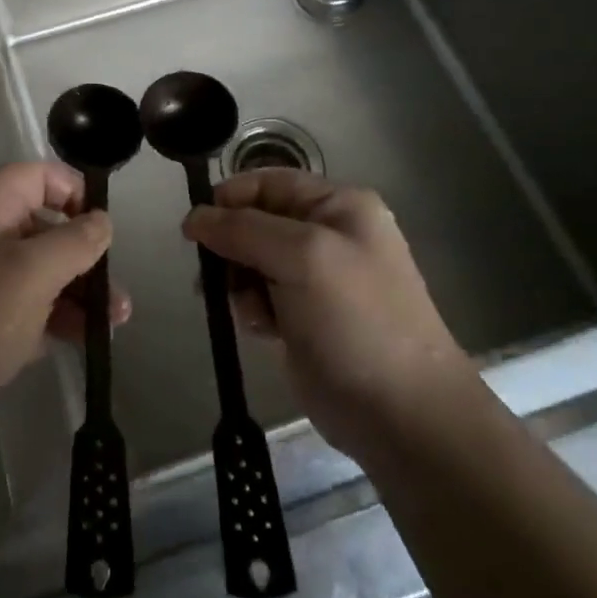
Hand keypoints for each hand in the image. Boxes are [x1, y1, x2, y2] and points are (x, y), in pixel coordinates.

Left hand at [0, 162, 129, 455]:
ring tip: (114, 323)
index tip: (104, 229)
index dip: (75, 194)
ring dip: (77, 290)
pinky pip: (23, 302)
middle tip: (116, 292)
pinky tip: (83, 338)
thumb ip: (75, 241)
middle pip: (43, 226)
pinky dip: (54, 314)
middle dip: (85, 256)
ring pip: (37, 269)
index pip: (38, 176)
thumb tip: (102, 220)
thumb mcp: (34, 273)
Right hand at [185, 169, 469, 460]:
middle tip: (212, 273)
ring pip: (253, 261)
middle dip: (232, 245)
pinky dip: (253, 308)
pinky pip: (261, 296)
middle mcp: (330, 234)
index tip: (196, 226)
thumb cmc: (356, 320)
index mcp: (339, 206)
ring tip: (247, 308)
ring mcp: (319, 279)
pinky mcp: (306, 317)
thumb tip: (194, 216)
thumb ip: (243, 229)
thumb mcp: (302, 257)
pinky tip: (260, 328)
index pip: (270, 182)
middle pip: (257, 221)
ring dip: (239, 280)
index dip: (231, 198)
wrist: (402, 415)